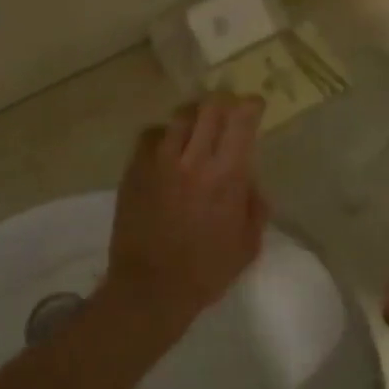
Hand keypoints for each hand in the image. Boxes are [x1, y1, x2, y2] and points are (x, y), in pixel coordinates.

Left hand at [104, 93, 268, 328]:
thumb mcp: (247, 245)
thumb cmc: (205, 272)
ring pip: (178, 118)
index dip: (250, 106)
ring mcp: (159, 163)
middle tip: (228, 104)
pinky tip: (167, 145)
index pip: (240, 124)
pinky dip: (163, 134)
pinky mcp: (134, 171)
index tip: (254, 104)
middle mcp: (192, 161)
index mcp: (226, 177)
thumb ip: (254, 208)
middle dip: (222, 100)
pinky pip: (149, 136)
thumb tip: (251, 183)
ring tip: (198, 121)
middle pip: (208, 109)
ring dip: (193, 114)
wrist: (150, 288)